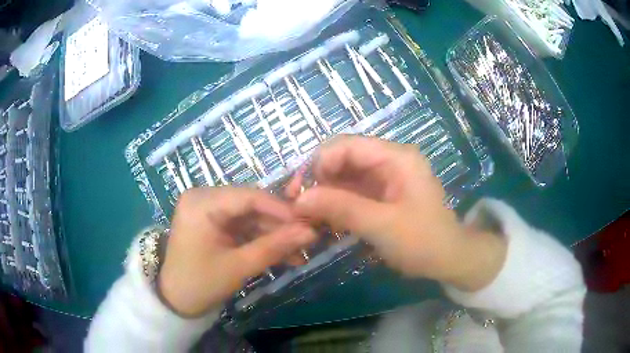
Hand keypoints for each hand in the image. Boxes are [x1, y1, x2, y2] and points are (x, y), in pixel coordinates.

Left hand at [158, 187, 315, 316]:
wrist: (176, 301)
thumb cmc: (201, 284)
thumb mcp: (239, 266)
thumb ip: (275, 247)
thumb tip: (311, 232)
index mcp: (201, 202)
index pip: (249, 196)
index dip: (282, 209)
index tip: (309, 223)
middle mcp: (203, 197)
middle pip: (251, 205)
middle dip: (279, 225)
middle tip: (307, 240)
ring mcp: (207, 209)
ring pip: (250, 216)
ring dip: (273, 235)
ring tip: (299, 252)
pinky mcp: (212, 221)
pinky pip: (242, 225)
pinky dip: (260, 239)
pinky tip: (282, 253)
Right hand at [294, 136, 505, 291]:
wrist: (448, 260)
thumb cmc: (423, 241)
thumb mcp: (382, 225)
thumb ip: (341, 208)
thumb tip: (299, 198)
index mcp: (396, 158)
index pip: (348, 145)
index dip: (319, 163)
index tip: (299, 191)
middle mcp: (389, 161)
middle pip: (343, 160)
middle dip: (318, 180)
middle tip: (298, 206)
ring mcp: (384, 179)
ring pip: (344, 178)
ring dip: (324, 195)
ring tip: (306, 216)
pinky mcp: (380, 196)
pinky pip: (351, 194)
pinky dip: (335, 205)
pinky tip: (322, 220)